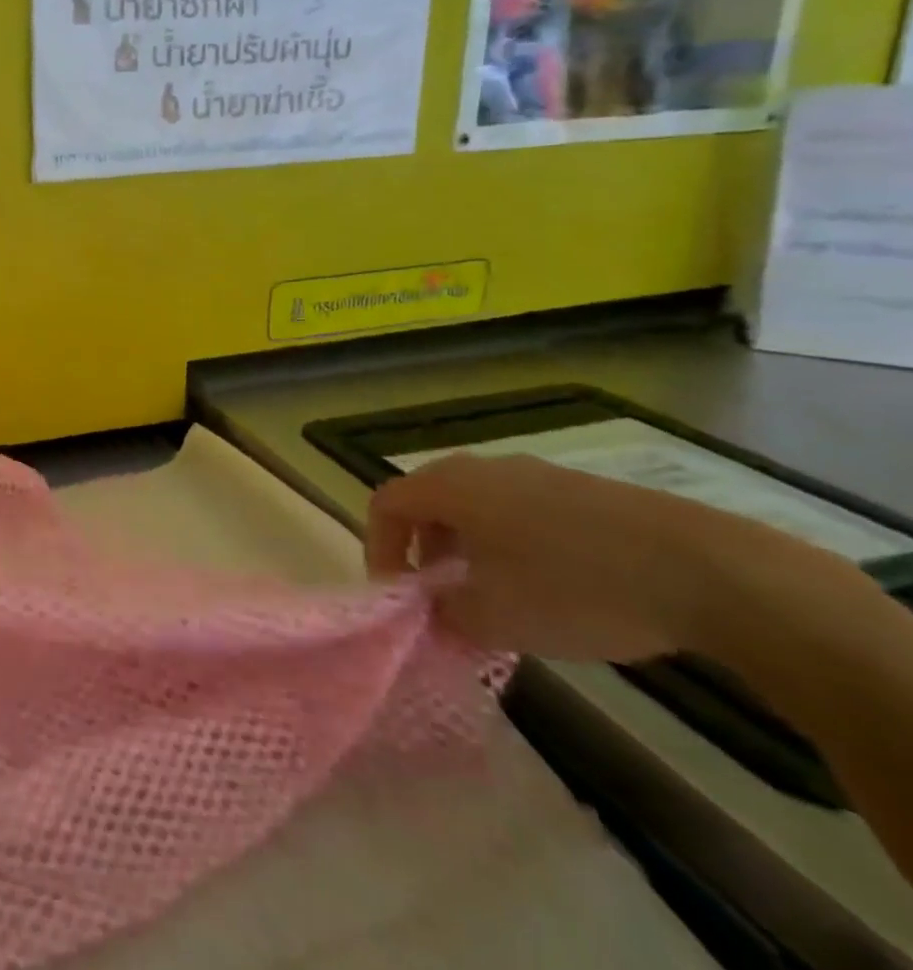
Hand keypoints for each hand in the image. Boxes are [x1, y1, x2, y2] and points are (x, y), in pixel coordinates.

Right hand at [365, 452, 745, 662]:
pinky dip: (514, 543)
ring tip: (496, 594)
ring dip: (469, 546)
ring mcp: (538, 474)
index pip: (386, 504)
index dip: (379, 547)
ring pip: (478, 505)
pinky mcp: (585, 491)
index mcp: (450, 488)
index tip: (398, 595)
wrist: (708, 571)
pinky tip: (553, 586)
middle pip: (429, 499)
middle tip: (440, 593)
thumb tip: (435, 611)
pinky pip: (524, 510)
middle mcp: (485, 469)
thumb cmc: (574, 589)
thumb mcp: (496, 619)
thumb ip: (446, 614)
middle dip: (423, 547)